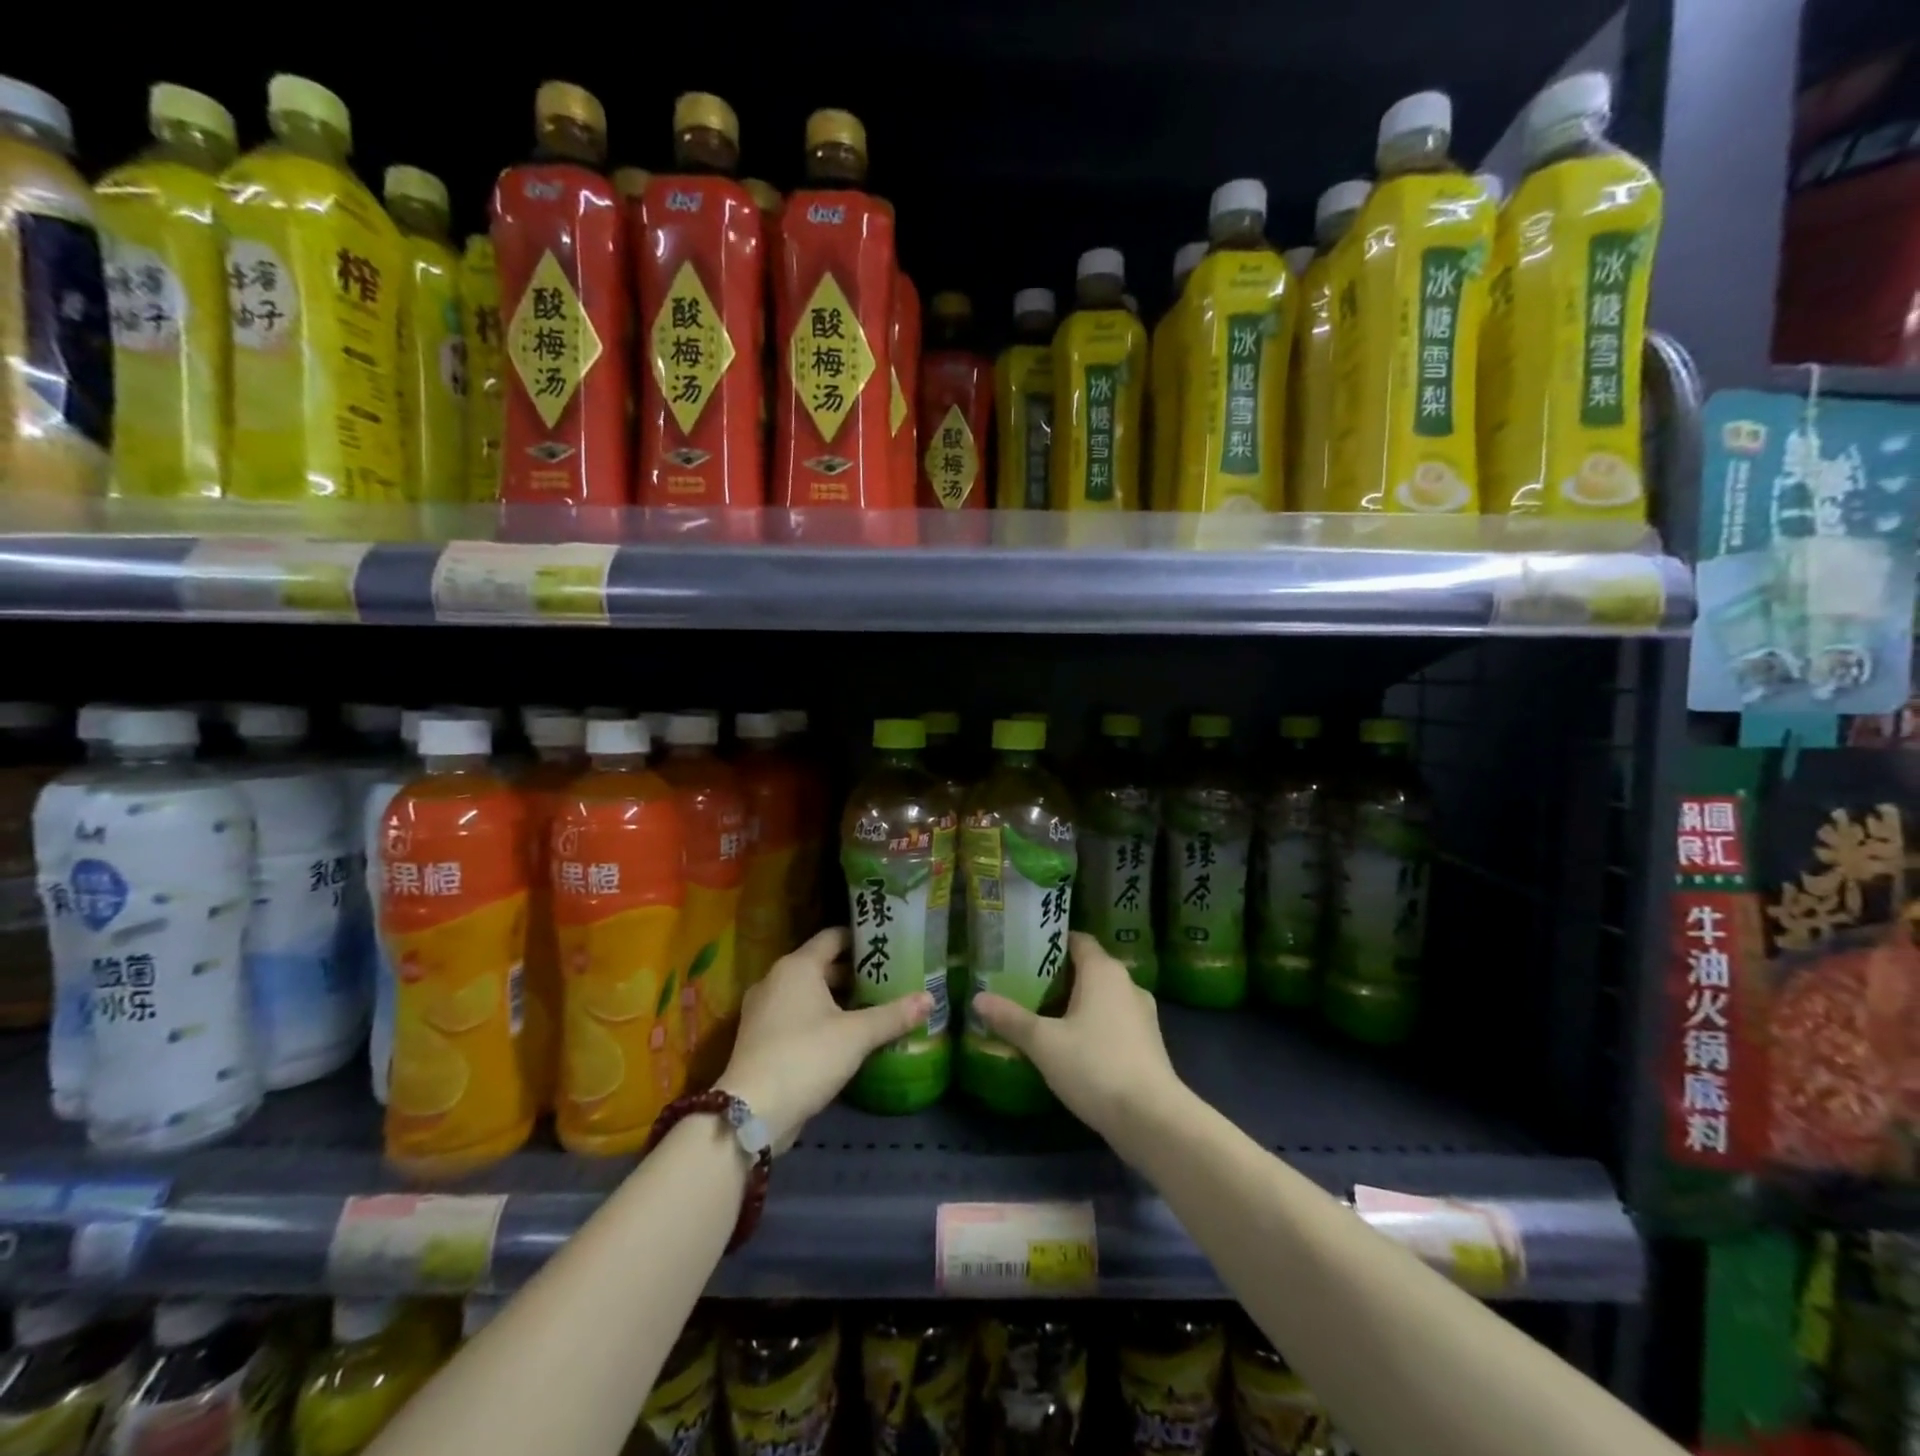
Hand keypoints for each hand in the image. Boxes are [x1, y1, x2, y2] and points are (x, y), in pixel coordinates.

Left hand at [718, 927, 931, 1152]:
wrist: (751, 1112)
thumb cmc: (806, 1057)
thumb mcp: (857, 1035)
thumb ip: (893, 1015)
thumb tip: (930, 998)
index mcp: (797, 966)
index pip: (833, 937)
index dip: (861, 938)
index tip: (888, 944)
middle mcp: (776, 979)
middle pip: (822, 965)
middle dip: (854, 972)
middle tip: (888, 978)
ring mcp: (763, 1009)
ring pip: (808, 992)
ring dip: (838, 998)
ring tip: (873, 1006)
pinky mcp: (760, 1037)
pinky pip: (796, 1014)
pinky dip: (820, 1017)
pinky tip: (845, 1034)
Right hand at [971, 932, 1182, 1144]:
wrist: (1152, 1119)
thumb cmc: (1095, 1066)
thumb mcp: (1043, 1042)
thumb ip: (1011, 1018)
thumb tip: (978, 998)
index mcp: (1103, 971)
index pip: (1077, 939)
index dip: (1051, 941)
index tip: (1023, 951)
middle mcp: (1127, 984)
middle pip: (1088, 968)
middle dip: (1058, 975)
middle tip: (1024, 985)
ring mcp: (1142, 1014)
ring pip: (1102, 996)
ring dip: (1076, 1003)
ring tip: (1043, 1015)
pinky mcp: (1148, 1043)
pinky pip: (1114, 1021)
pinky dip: (1093, 1025)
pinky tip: (1071, 1045)